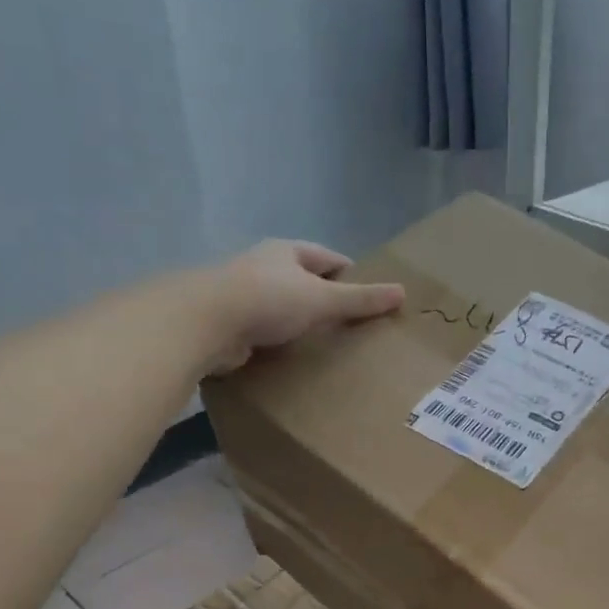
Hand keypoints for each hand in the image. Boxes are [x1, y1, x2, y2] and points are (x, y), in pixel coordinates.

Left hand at [205, 239, 404, 372]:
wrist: (206, 323)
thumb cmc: (269, 300)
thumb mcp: (323, 299)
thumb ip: (361, 299)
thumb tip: (402, 292)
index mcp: (287, 252)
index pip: (328, 258)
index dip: (350, 274)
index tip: (369, 295)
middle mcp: (264, 266)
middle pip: (304, 280)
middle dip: (326, 298)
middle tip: (353, 324)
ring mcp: (244, 294)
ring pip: (283, 305)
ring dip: (301, 321)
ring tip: (327, 344)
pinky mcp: (231, 322)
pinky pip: (265, 329)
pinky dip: (281, 340)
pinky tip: (294, 356)